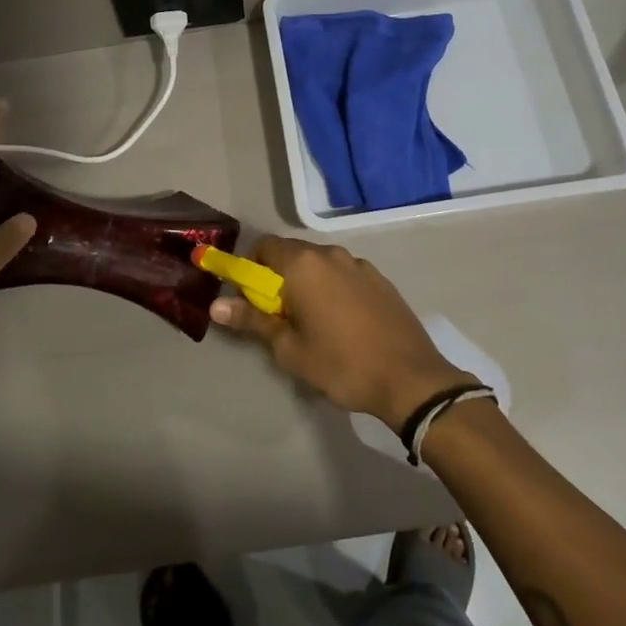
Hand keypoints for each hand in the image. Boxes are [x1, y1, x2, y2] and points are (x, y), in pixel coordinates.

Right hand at [209, 235, 477, 430]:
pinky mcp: (380, 279)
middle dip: (277, 276)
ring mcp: (359, 264)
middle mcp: (330, 254)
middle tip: (276, 314)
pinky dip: (332, 287)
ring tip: (310, 320)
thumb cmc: (341, 364)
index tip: (248, 296)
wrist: (410, 379)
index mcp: (304, 265)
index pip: (264, 247)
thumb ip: (252, 320)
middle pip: (292, 253)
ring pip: (320, 263)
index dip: (249, 267)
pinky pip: (343, 274)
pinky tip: (340, 321)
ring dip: (306, 281)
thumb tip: (216, 305)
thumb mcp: (289, 348)